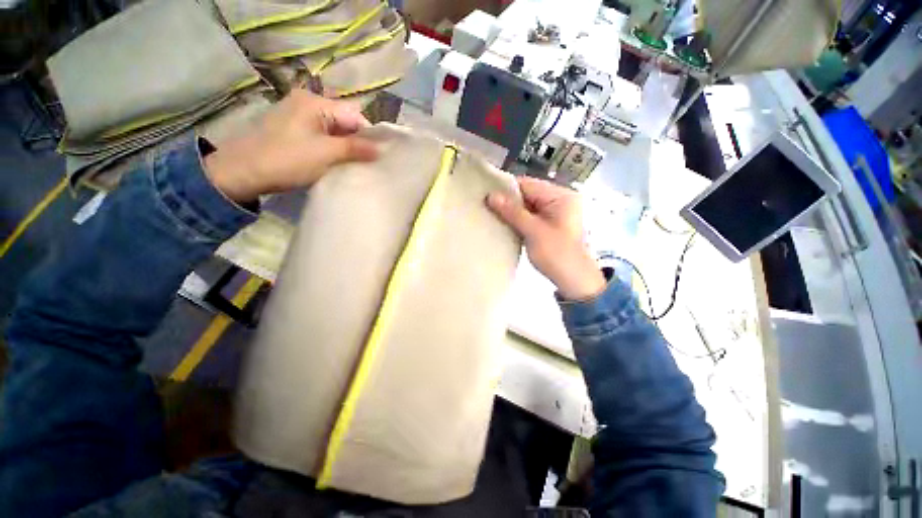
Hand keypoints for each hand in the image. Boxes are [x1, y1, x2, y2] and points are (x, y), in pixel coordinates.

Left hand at [204, 89, 378, 202]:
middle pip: (344, 121)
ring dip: (345, 147)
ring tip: (351, 164)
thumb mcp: (326, 153)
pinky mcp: (293, 129)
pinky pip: (322, 135)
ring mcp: (298, 115)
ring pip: (334, 130)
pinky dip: (332, 148)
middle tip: (364, 163)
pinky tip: (335, 161)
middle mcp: (307, 102)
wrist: (241, 172)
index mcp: (315, 102)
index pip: (354, 115)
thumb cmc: (286, 159)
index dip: (368, 136)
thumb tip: (381, 149)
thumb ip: (355, 148)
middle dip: (357, 142)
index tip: (376, 157)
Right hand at [487, 177, 605, 300]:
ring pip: (527, 206)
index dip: (506, 189)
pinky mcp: (550, 225)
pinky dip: (518, 220)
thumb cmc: (557, 254)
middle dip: (508, 201)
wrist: (575, 280)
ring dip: (511, 212)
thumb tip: (490, 195)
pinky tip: (503, 224)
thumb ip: (512, 212)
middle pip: (527, 194)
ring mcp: (555, 213)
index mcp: (561, 196)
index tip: (485, 194)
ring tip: (490, 214)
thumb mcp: (533, 231)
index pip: (528, 184)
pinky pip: (530, 217)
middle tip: (485, 206)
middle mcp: (559, 200)